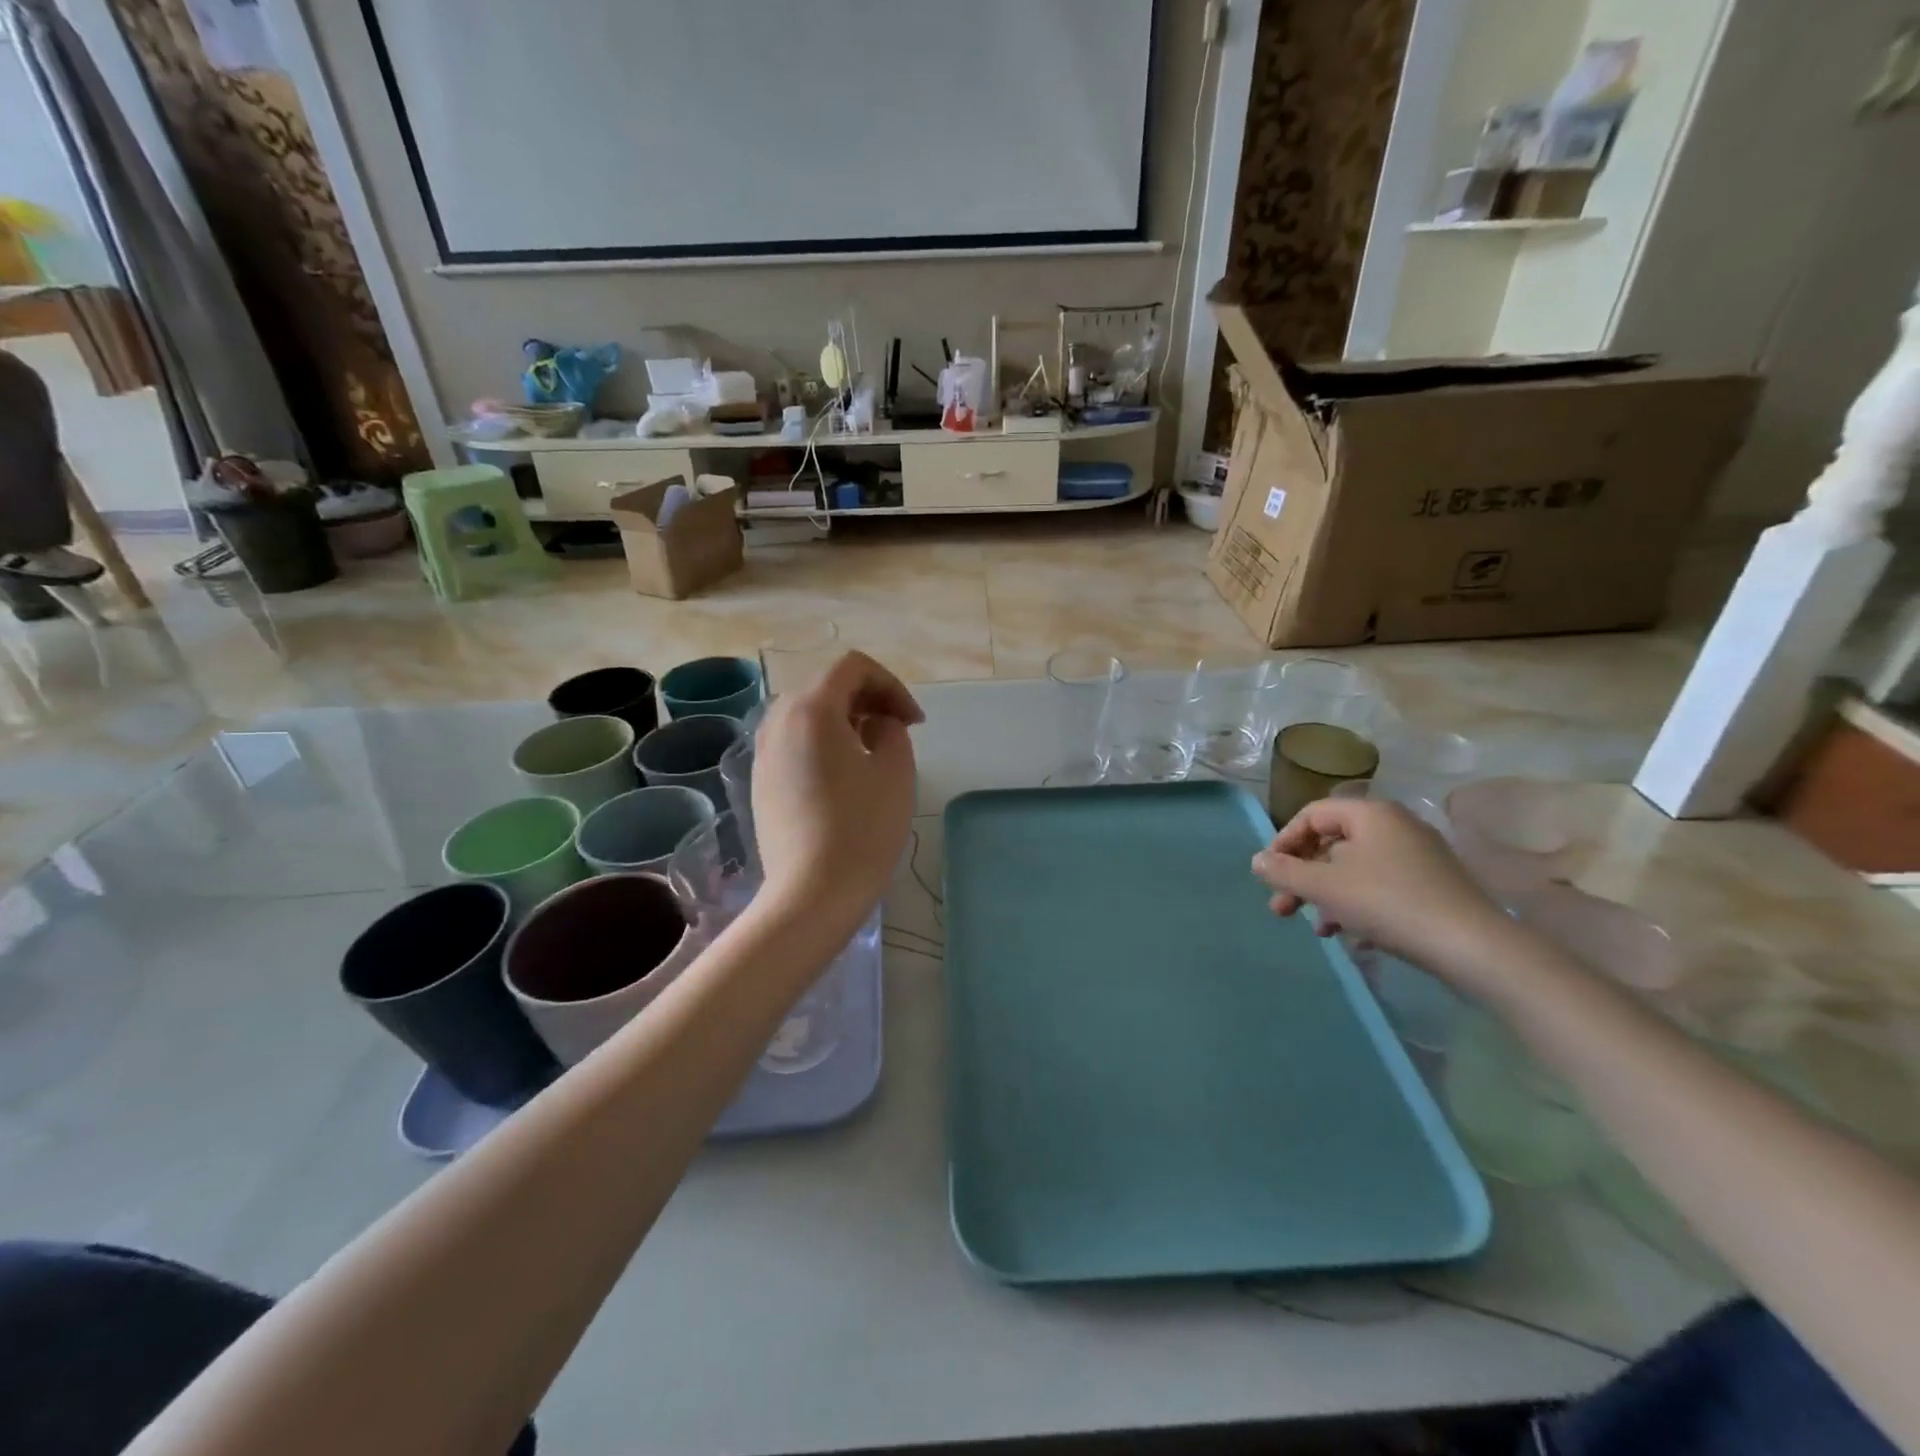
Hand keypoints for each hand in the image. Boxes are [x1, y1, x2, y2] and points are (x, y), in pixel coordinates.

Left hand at [751, 651, 922, 935]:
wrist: (810, 894)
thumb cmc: (861, 828)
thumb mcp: (895, 770)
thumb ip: (892, 729)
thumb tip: (876, 723)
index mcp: (812, 709)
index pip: (853, 667)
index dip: (891, 684)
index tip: (914, 722)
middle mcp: (778, 721)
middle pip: (827, 686)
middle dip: (868, 699)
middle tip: (898, 731)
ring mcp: (763, 752)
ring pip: (807, 714)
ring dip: (845, 720)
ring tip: (873, 752)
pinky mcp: (760, 781)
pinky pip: (794, 743)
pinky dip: (822, 743)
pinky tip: (843, 778)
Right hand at [1251, 798, 1512, 990]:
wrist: (1473, 948)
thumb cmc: (1388, 903)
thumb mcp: (1324, 887)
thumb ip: (1284, 871)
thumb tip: (1257, 860)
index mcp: (1370, 814)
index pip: (1311, 815)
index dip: (1283, 842)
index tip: (1269, 874)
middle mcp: (1395, 826)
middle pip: (1332, 844)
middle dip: (1302, 877)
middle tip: (1281, 909)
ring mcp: (1418, 856)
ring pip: (1355, 869)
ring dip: (1326, 896)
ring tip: (1316, 929)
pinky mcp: (1433, 886)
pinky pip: (1381, 886)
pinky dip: (1357, 905)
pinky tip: (1350, 936)